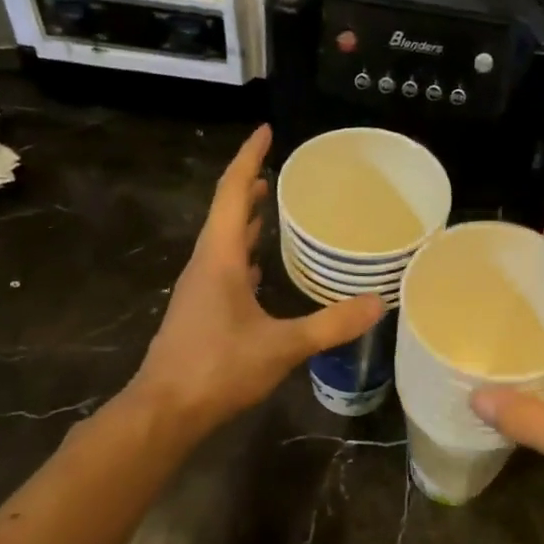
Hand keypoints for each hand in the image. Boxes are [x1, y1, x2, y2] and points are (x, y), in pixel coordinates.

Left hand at [130, 126, 382, 434]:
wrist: (165, 410)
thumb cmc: (217, 368)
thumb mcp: (281, 346)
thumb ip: (330, 324)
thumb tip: (378, 303)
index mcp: (218, 258)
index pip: (232, 193)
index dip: (249, 158)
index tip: (267, 132)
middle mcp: (204, 265)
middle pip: (225, 213)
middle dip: (248, 187)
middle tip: (276, 170)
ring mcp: (199, 290)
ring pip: (223, 243)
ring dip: (244, 221)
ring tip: (269, 207)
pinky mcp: (200, 313)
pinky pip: (224, 269)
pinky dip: (243, 257)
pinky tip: (259, 270)